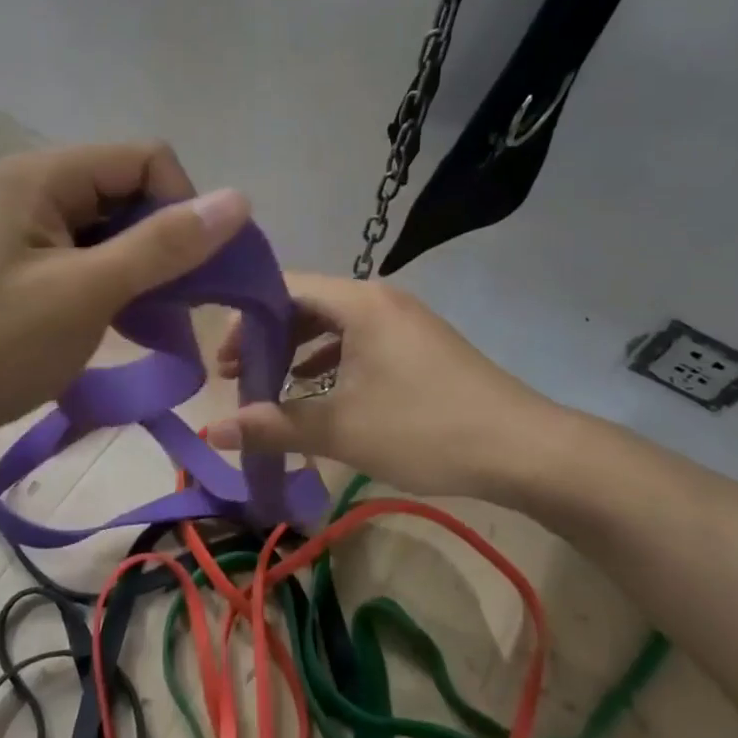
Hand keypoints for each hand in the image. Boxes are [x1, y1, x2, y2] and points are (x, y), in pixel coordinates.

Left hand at [0, 143, 248, 473]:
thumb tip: (239, 198)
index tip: (194, 272)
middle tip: (181, 307)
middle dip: (167, 244)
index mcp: (44, 175)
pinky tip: (123, 328)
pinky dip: (114, 289)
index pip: (147, 159)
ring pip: (111, 232)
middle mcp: (34, 189)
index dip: (183, 206)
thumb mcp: (84, 294)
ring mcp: (23, 231)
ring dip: (144, 272)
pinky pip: (85, 262)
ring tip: (156, 324)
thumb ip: (163, 245)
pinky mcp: (18, 269)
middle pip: (129, 193)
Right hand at [202, 274, 568, 501]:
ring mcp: (401, 319)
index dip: (244, 320)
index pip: (283, 288)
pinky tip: (313, 388)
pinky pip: (358, 339)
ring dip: (296, 350)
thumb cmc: (425, 429)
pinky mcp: (416, 343)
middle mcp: (378, 298)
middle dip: (266, 338)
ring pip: (332, 323)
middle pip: (305, 303)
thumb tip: (212, 430)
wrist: (524, 449)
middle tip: (234, 375)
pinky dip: (328, 359)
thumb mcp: (343, 429)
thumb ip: (275, 425)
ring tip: (266, 384)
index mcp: (358, 302)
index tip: (220, 361)